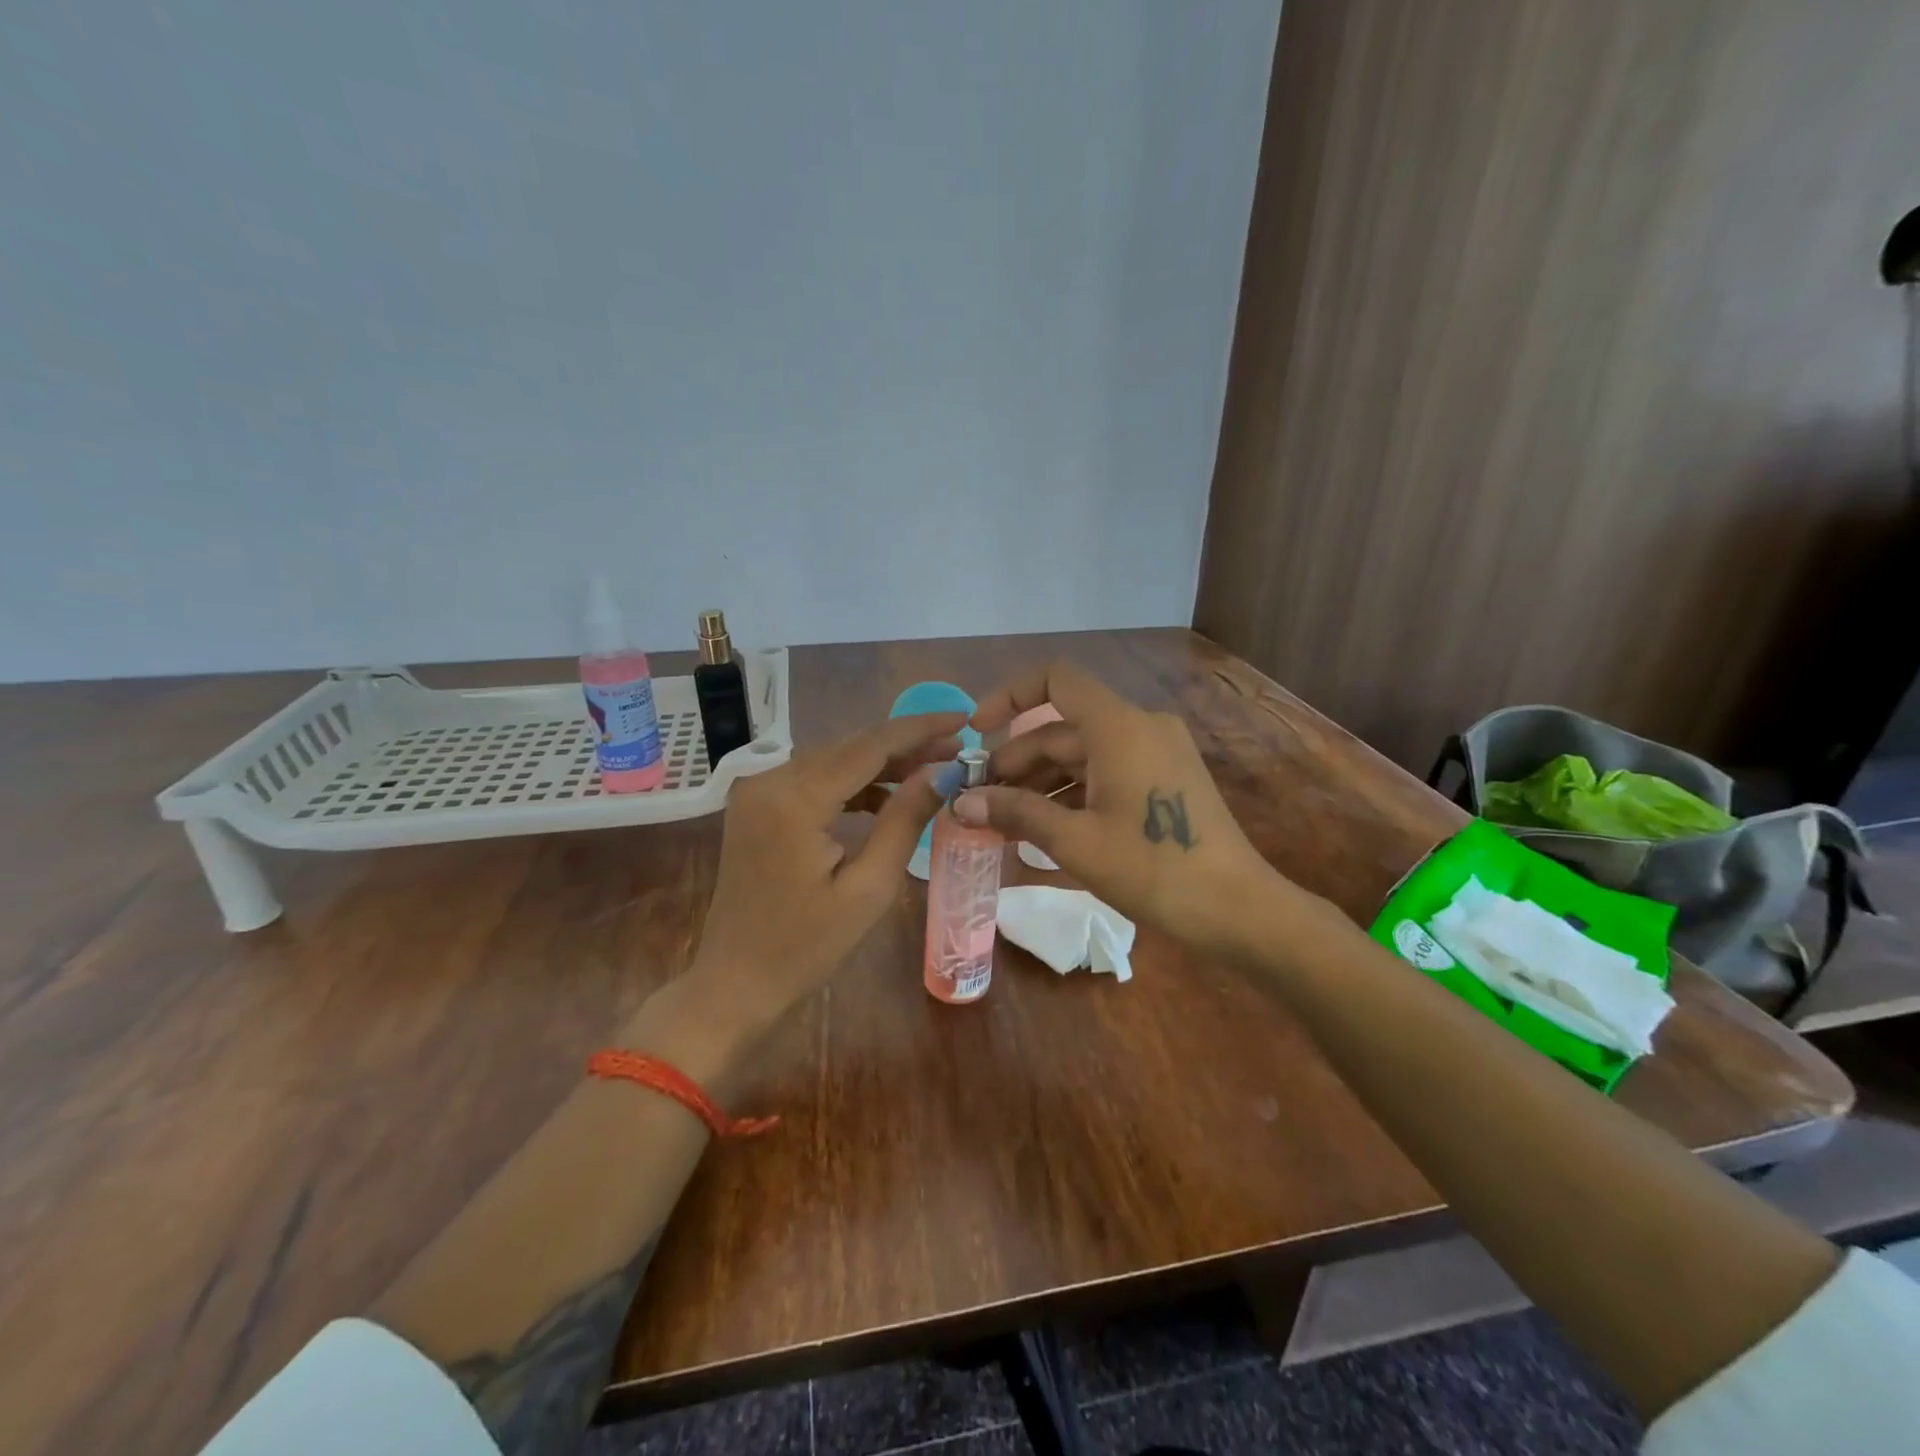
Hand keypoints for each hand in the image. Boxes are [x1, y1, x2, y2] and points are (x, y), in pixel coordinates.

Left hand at [687, 712, 966, 1022]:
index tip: (965, 718)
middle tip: (957, 747)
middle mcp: (769, 780)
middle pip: (850, 747)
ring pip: (833, 760)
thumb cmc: (805, 947)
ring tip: (931, 770)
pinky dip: (851, 784)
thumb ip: (904, 820)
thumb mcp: (869, 888)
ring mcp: (757, 792)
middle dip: (905, 745)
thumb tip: (941, 772)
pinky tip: (885, 797)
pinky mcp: (757, 807)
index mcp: (794, 799)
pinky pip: (813, 781)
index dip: (920, 729)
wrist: (734, 983)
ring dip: (880, 764)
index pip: (869, 746)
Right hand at [961, 663, 1290, 959]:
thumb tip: (960, 804)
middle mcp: (1139, 727)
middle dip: (1015, 761)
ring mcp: (1155, 753)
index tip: (977, 732)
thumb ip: (1016, 813)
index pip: (1056, 680)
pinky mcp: (1163, 779)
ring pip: (1082, 754)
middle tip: (977, 800)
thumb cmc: (1154, 870)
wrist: (1237, 909)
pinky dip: (1070, 793)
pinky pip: (1105, 772)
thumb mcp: (1077, 842)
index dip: (1010, 696)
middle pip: (1062, 728)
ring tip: (1001, 820)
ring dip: (1039, 782)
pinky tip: (1042, 828)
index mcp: (1119, 727)